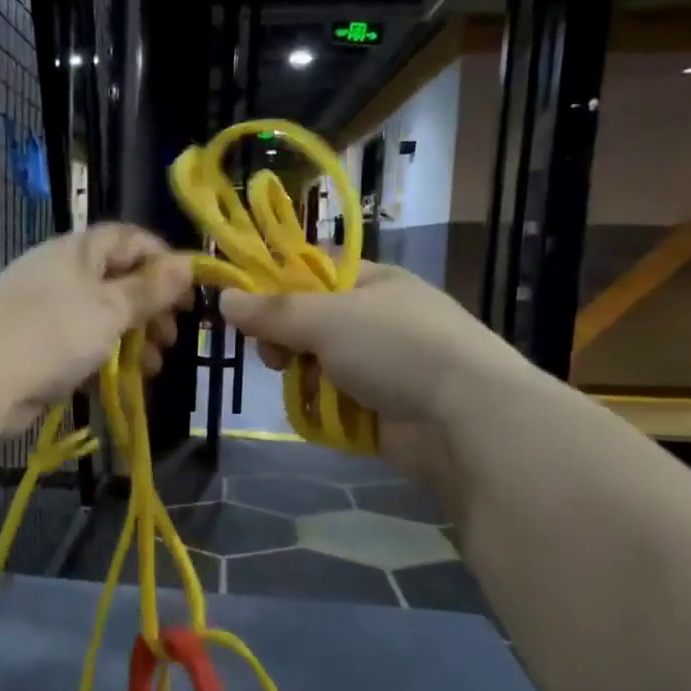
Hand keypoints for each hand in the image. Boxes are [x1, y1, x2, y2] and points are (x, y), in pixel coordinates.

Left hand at [0, 224, 193, 432]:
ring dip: (133, 339)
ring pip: (101, 317)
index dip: (163, 260)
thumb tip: (187, 264)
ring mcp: (45, 310)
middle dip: (150, 309)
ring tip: (154, 366)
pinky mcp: (36, 346)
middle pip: (117, 280)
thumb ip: (149, 290)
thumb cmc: (52, 334)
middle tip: (172, 337)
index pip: (128, 239)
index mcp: (76, 251)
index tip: (190, 291)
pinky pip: (81, 344)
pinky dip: (106, 358)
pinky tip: (125, 380)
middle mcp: (60, 273)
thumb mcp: (110, 309)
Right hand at [219, 263, 533, 465]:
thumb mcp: (327, 318)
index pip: (313, 272)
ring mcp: (382, 366)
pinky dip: (322, 408)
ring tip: (302, 390)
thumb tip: (225, 297)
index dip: (277, 288)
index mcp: (374, 283)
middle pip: (310, 324)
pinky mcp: (382, 407)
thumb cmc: (397, 348)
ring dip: (302, 378)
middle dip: (285, 341)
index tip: (247, 311)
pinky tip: (318, 414)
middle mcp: (377, 320)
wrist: (465, 418)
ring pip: (318, 366)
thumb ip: (273, 311)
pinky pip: (334, 402)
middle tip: (275, 358)